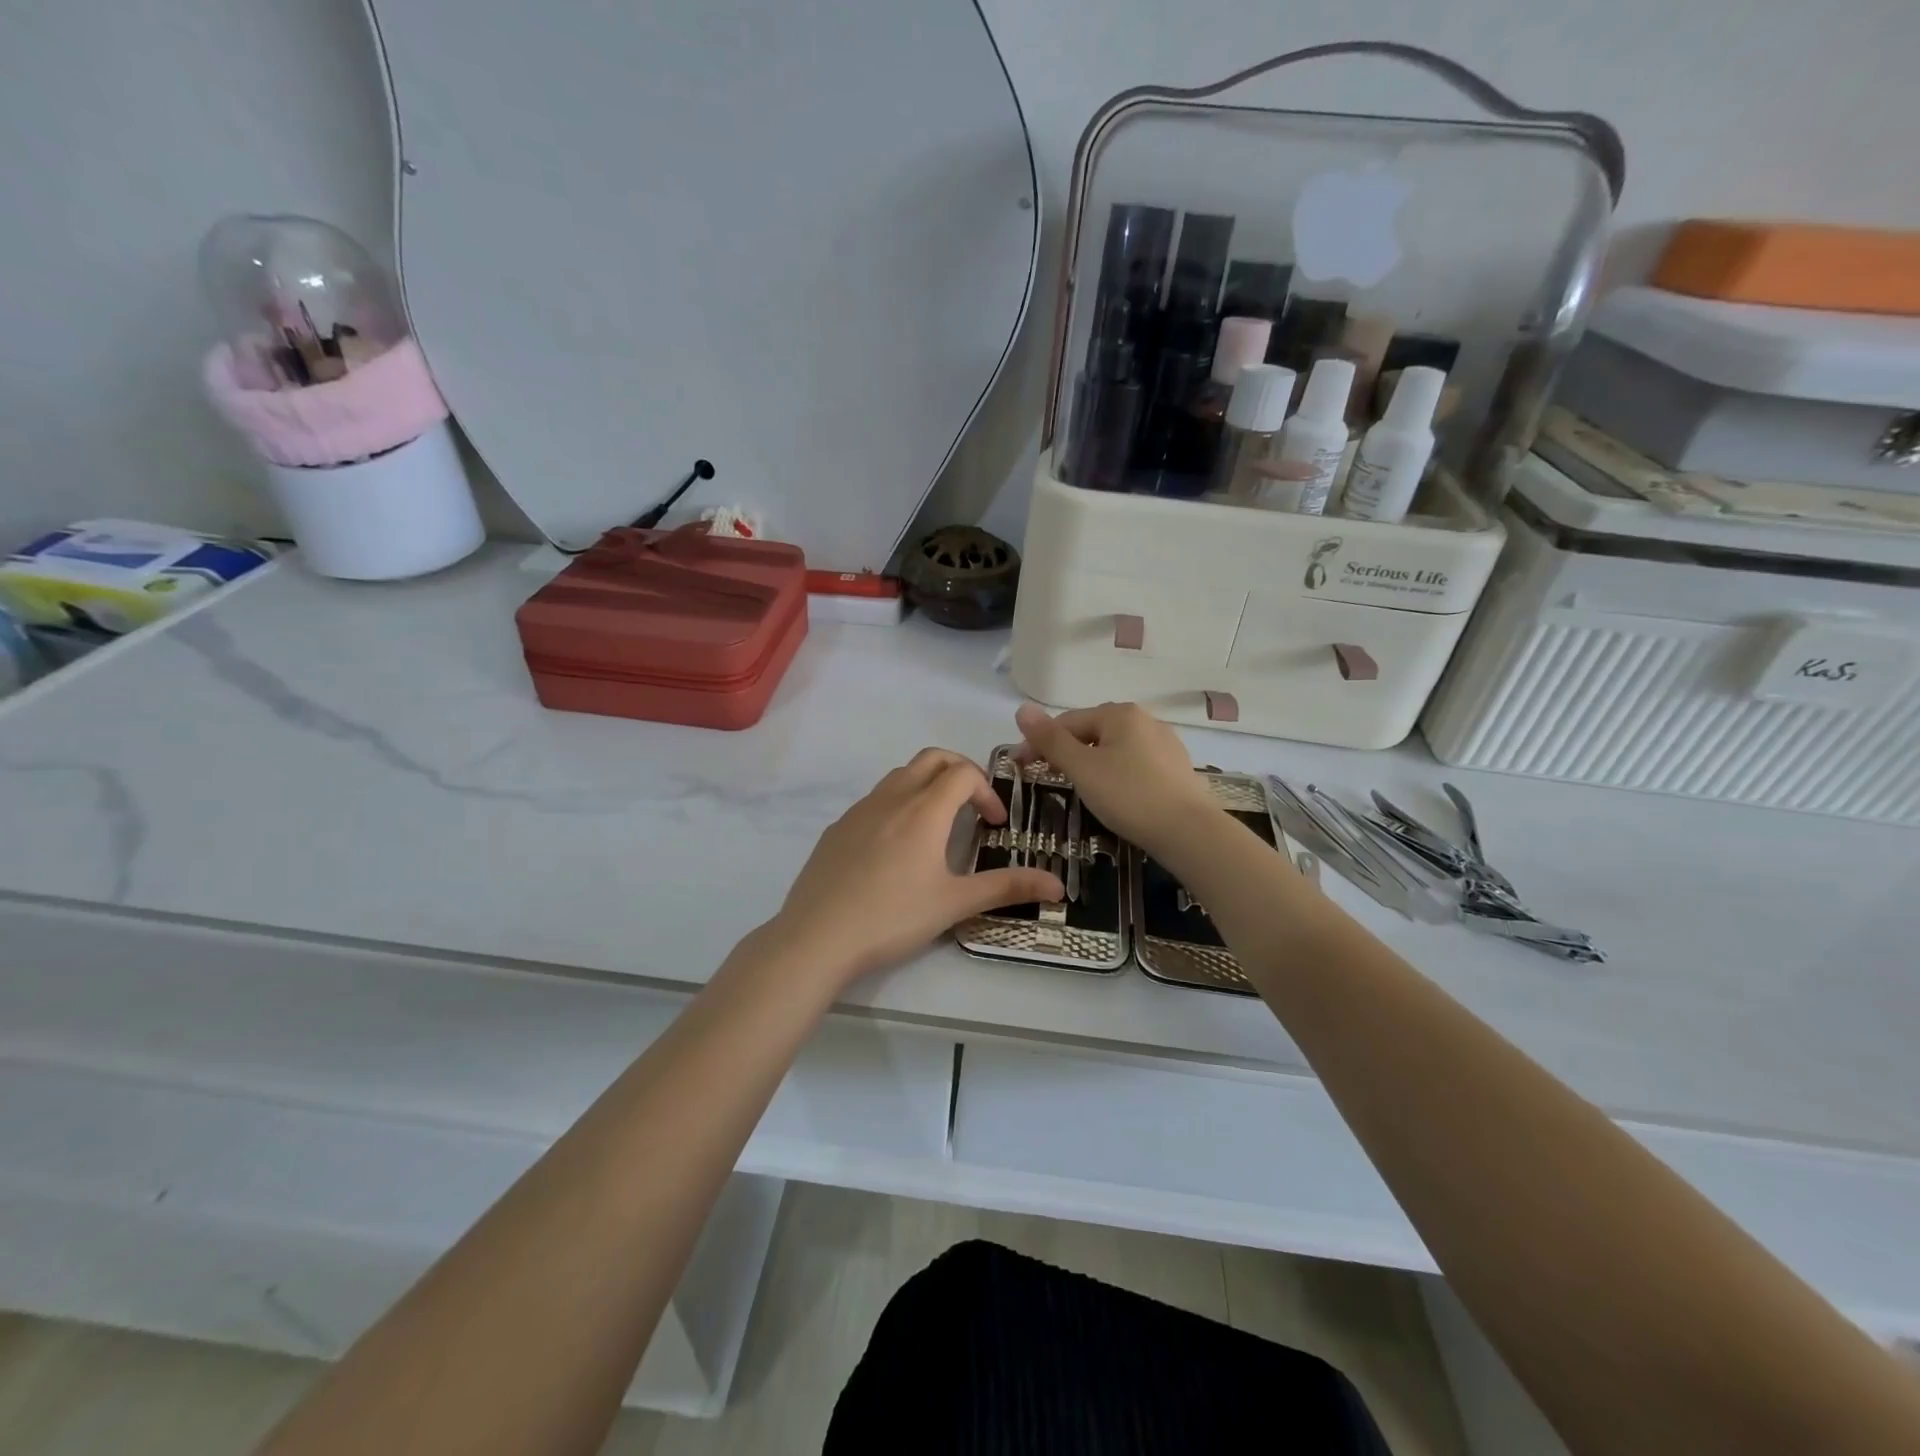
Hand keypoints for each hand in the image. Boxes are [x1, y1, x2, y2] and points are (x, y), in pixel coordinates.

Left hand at [766, 748, 1063, 989]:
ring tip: (937, 825)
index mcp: (923, 810)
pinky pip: (874, 800)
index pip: (963, 773)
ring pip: (900, 775)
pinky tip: (895, 849)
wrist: (817, 937)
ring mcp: (859, 810)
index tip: (994, 825)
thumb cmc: (892, 918)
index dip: (987, 791)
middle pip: (931, 759)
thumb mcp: (954, 904)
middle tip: (972, 806)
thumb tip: (1058, 884)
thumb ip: (1006, 888)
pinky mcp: (837, 828)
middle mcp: (891, 798)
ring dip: (926, 785)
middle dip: (959, 771)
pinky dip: (897, 805)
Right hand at [1014, 702, 1220, 858]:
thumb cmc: (1129, 796)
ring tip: (1080, 787)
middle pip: (1092, 731)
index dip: (1039, 742)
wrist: (1189, 833)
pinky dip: (1116, 773)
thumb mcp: (1082, 769)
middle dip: (1066, 751)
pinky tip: (1115, 794)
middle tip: (1048, 778)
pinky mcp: (1176, 767)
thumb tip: (1022, 709)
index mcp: (1120, 713)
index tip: (1021, 767)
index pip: (1067, 722)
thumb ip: (1051, 740)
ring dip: (1091, 762)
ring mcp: (1165, 743)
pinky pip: (1135, 763)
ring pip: (1114, 748)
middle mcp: (1145, 719)